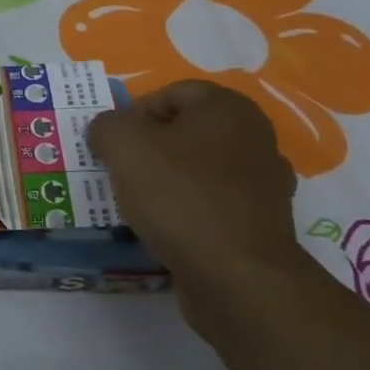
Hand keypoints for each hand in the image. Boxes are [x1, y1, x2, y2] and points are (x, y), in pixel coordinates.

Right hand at [88, 80, 322, 337]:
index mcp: (228, 108)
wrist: (236, 276)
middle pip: (184, 132)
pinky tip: (164, 229)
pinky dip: (186, 212)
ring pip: (197, 170)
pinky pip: (211, 205)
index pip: (170, 93)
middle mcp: (255, 138)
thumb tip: (108, 131)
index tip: (113, 145)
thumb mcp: (123, 145)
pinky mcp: (260, 224)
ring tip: (136, 204)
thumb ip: (106, 125)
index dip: (134, 114)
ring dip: (165, 182)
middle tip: (119, 172)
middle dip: (148, 149)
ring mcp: (263, 184)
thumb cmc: (179, 195)